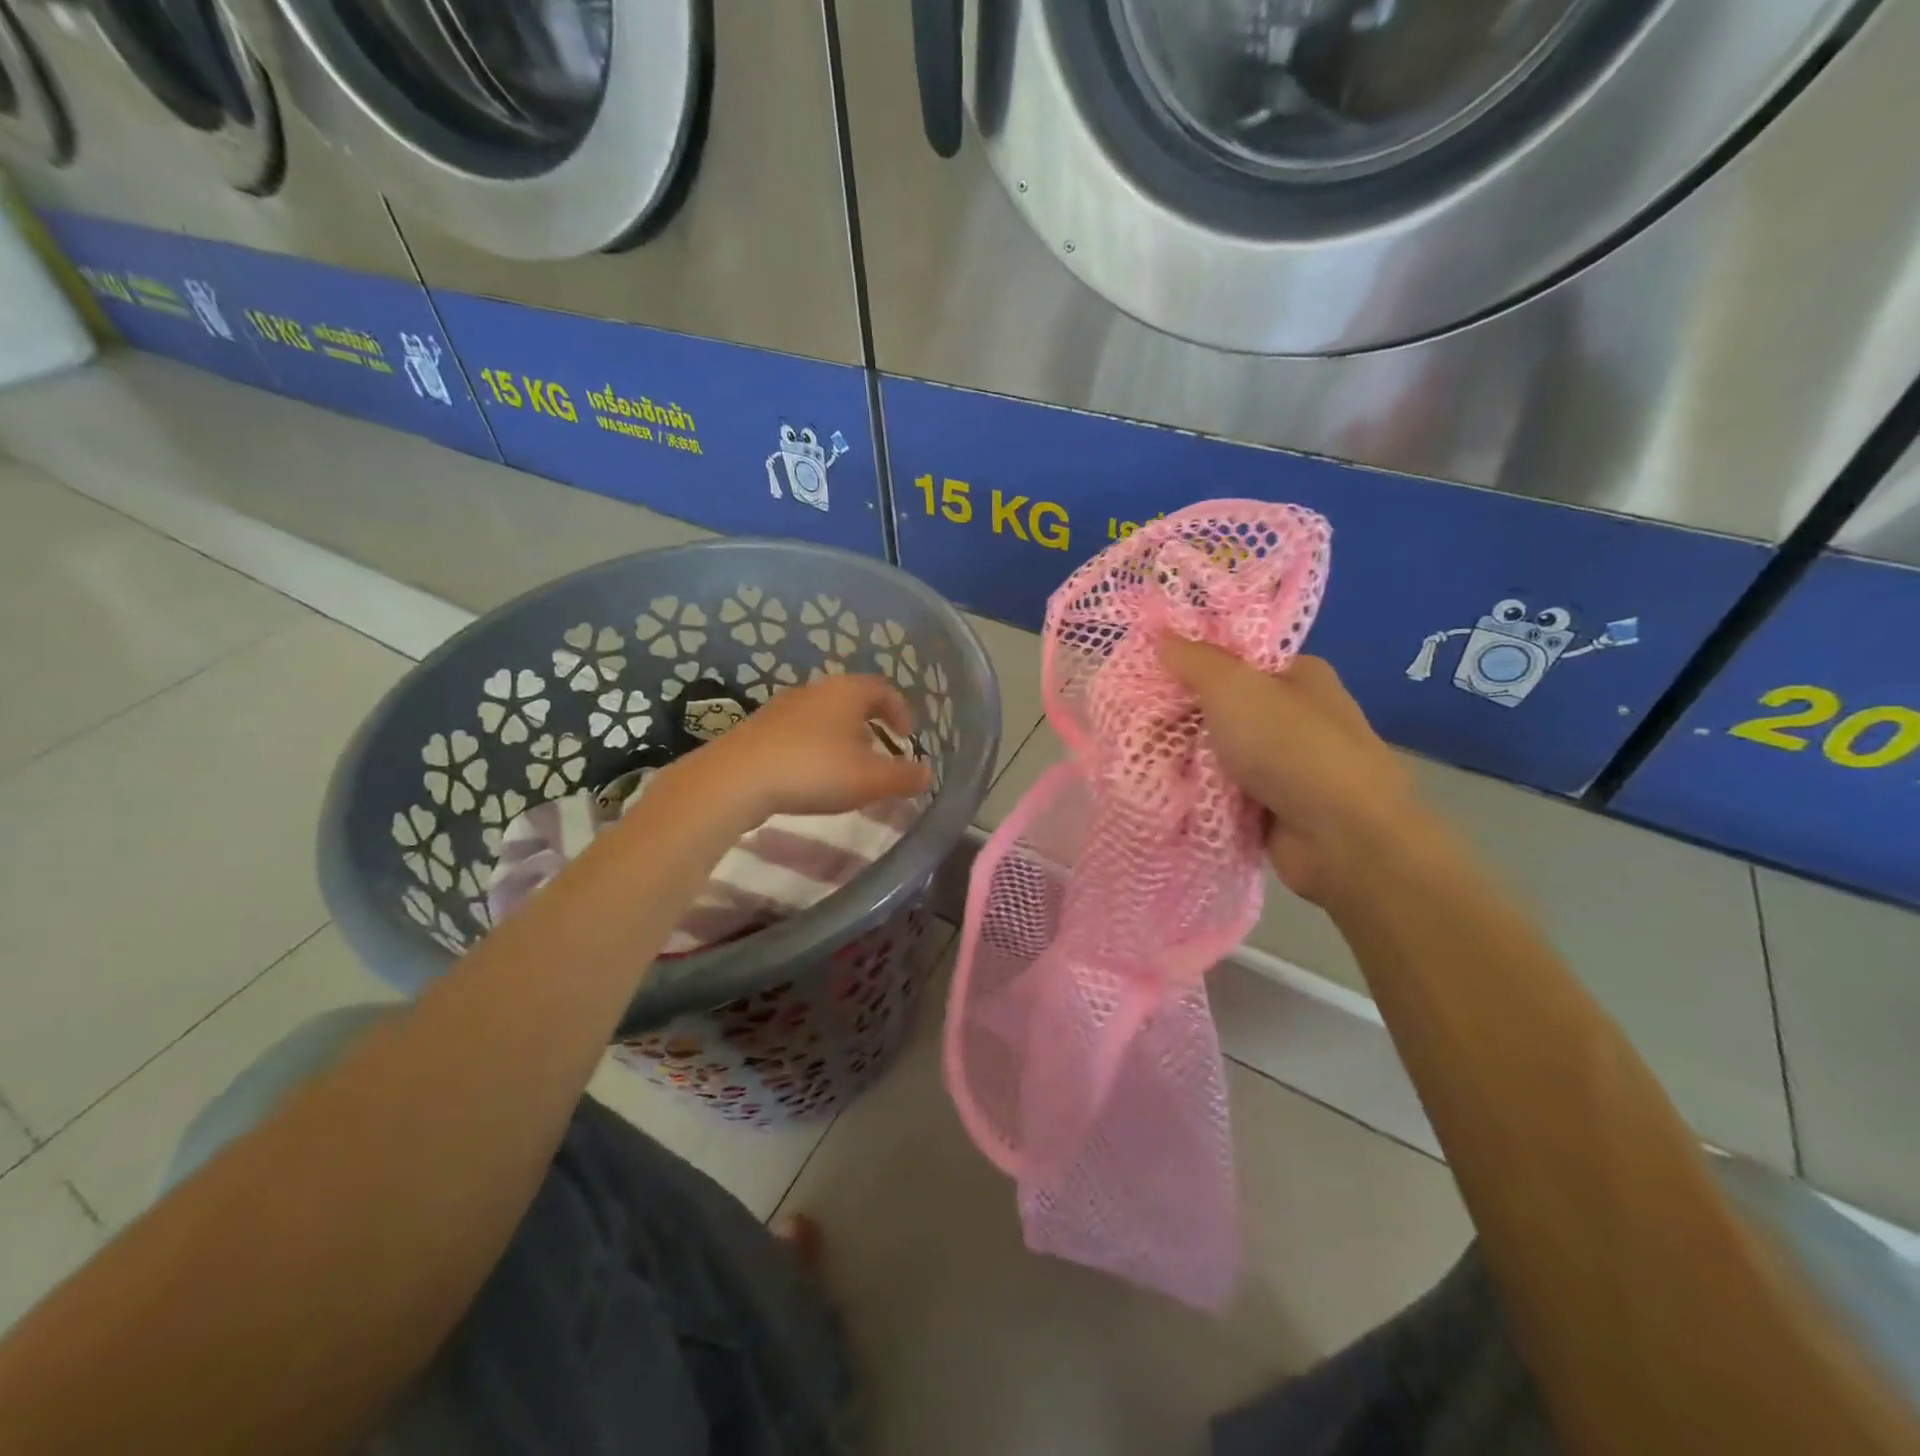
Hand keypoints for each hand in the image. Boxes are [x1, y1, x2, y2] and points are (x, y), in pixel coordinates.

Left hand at [691, 674, 931, 822]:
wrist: (736, 779)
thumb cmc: (814, 770)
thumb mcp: (869, 779)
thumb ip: (904, 776)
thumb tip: (928, 773)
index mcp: (846, 691)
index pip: (883, 689)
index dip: (900, 711)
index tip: (906, 737)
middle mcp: (815, 690)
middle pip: (851, 699)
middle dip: (870, 725)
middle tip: (880, 752)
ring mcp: (782, 706)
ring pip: (823, 715)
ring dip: (841, 737)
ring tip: (846, 768)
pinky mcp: (758, 728)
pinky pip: (798, 732)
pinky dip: (814, 747)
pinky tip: (810, 776)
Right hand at [1157, 639, 1430, 905]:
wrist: (1341, 837)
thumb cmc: (1290, 746)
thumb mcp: (1234, 688)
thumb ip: (1194, 660)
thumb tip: (1161, 633)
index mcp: (1296, 675)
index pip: (1233, 657)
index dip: (1188, 662)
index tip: (1145, 672)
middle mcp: (1292, 716)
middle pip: (1219, 707)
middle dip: (1178, 717)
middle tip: (1131, 721)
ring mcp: (1282, 764)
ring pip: (1216, 752)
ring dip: (1183, 759)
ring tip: (1136, 759)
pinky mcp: (1270, 806)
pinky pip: (1221, 791)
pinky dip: (1196, 793)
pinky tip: (1160, 791)